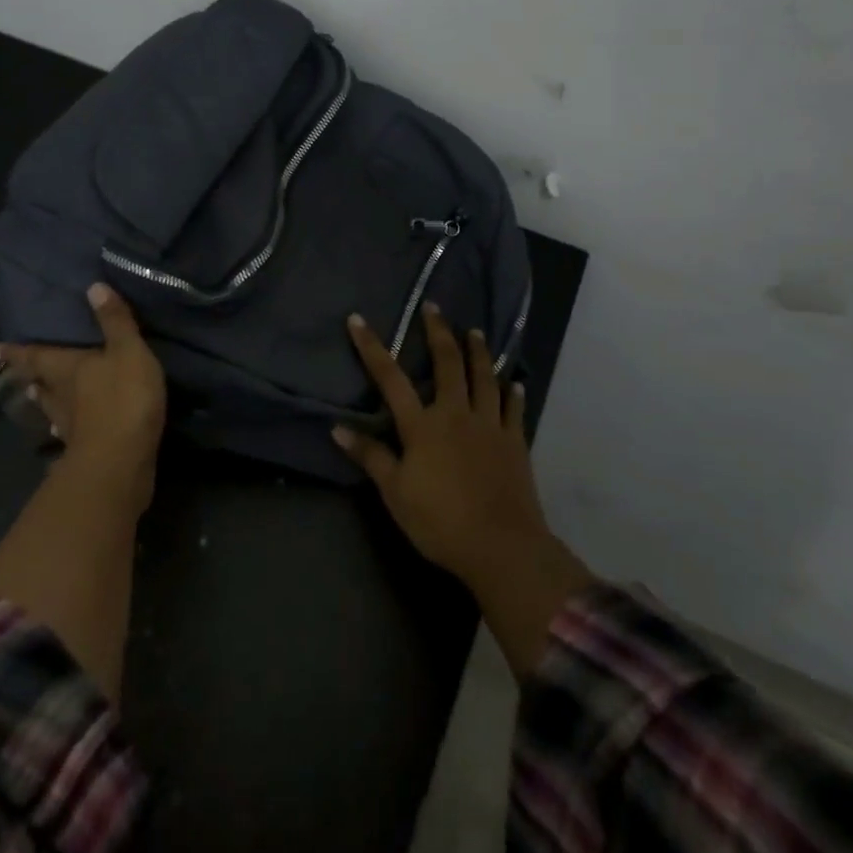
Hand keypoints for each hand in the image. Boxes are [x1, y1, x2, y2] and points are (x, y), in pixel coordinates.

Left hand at [0, 284, 166, 513]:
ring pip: (55, 409)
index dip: (18, 352)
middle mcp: (62, 397)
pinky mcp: (88, 449)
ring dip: (49, 402)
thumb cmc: (123, 398)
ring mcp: (73, 427)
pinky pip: (74, 432)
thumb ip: (114, 321)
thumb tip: (93, 287)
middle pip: (42, 385)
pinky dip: (71, 427)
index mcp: (67, 369)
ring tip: (43, 397)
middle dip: (34, 377)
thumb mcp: (127, 351)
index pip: (37, 357)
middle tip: (26, 375)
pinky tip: (70, 431)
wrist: (122, 460)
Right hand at [334, 303, 544, 587]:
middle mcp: (455, 413)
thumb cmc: (440, 521)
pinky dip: (513, 392)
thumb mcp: (395, 493)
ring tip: (475, 331)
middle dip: (438, 332)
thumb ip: (370, 457)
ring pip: (483, 377)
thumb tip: (338, 428)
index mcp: (422, 425)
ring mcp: (489, 424)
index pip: (390, 378)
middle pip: (447, 363)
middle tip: (434, 306)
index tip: (358, 320)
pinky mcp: (514, 441)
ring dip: (478, 351)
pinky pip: (514, 409)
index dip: (372, 347)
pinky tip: (514, 381)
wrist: (501, 545)